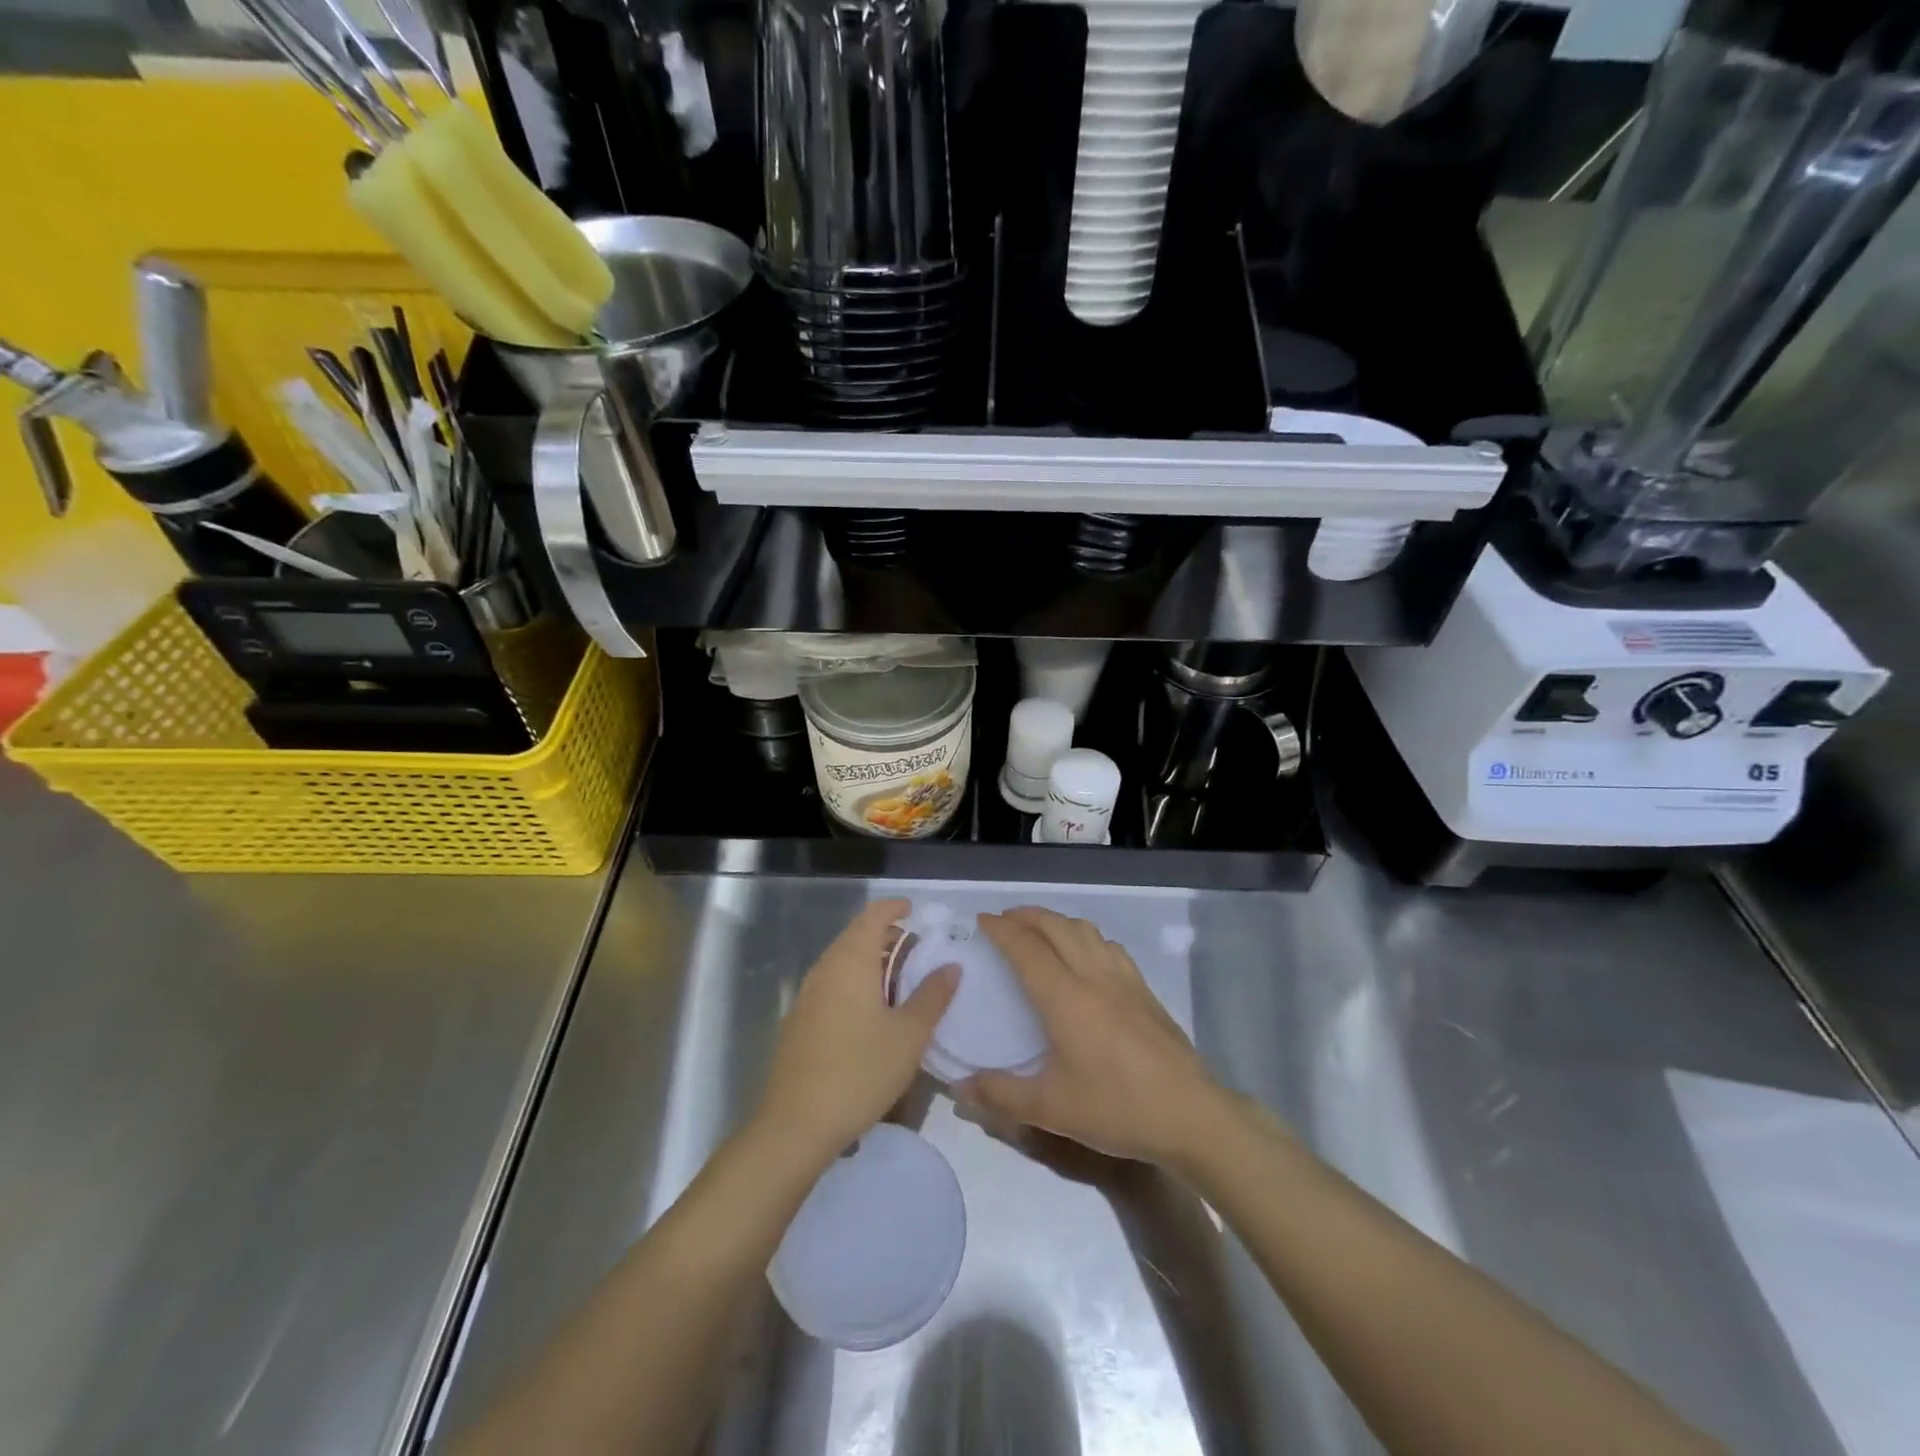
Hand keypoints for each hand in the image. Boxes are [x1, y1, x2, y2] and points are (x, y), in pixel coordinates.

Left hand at [755, 899, 957, 1162]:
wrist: (796, 1125)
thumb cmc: (860, 1071)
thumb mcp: (909, 1036)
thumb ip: (932, 996)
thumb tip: (951, 965)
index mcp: (850, 961)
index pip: (872, 916)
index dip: (894, 908)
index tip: (915, 911)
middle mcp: (825, 969)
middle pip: (856, 936)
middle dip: (886, 936)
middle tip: (917, 952)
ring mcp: (807, 995)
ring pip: (842, 962)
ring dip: (871, 962)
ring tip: (901, 983)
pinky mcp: (799, 1021)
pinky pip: (832, 984)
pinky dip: (855, 983)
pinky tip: (873, 1013)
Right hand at [958, 907, 1223, 1165]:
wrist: (1190, 1114)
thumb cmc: (1116, 1107)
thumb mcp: (1052, 1109)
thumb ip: (1001, 1095)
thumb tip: (959, 1086)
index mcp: (1065, 997)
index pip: (1026, 947)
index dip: (1001, 929)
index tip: (981, 920)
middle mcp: (1093, 976)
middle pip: (1056, 926)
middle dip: (1026, 916)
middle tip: (1003, 921)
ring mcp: (1124, 979)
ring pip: (1085, 930)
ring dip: (1056, 921)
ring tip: (1039, 931)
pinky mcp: (1144, 989)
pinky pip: (1108, 946)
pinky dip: (1085, 936)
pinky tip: (1085, 954)